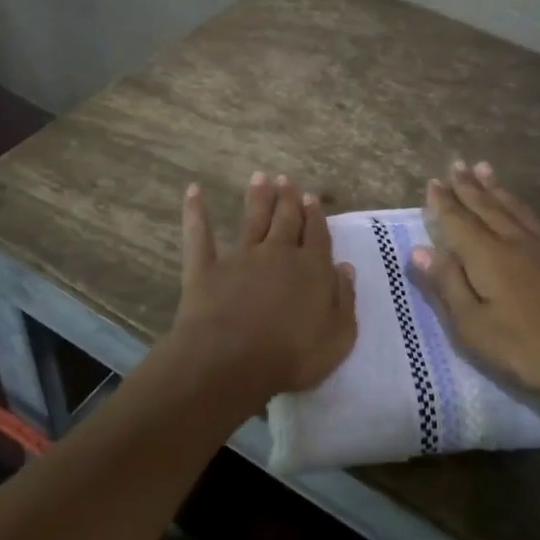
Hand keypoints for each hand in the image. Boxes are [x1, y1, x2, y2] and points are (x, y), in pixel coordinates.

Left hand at [168, 172, 356, 409]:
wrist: (232, 362)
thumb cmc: (291, 356)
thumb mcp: (337, 337)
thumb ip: (344, 299)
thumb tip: (345, 267)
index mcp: (311, 268)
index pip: (317, 235)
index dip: (315, 216)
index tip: (311, 198)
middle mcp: (277, 253)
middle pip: (286, 219)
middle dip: (288, 199)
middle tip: (286, 179)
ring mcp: (240, 257)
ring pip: (252, 219)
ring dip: (257, 197)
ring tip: (260, 177)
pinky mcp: (206, 268)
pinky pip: (199, 235)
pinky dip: (196, 212)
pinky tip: (194, 191)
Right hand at [410, 161, 539, 407]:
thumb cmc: (530, 350)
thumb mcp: (474, 328)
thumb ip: (447, 286)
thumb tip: (419, 250)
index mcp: (488, 258)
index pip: (458, 223)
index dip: (443, 203)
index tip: (433, 183)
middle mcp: (517, 241)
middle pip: (487, 208)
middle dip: (468, 187)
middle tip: (456, 165)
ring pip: (520, 209)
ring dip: (501, 189)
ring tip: (486, 168)